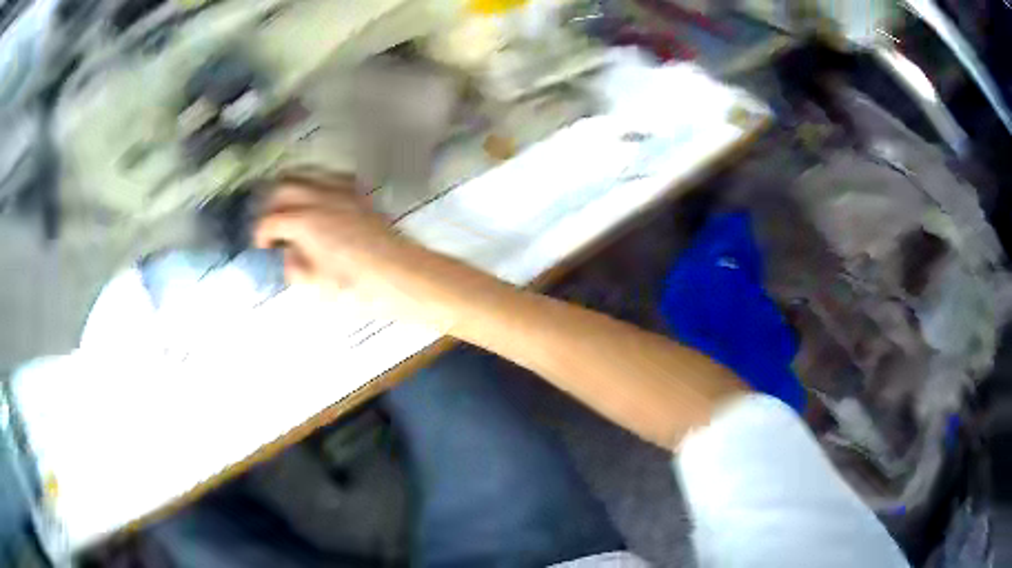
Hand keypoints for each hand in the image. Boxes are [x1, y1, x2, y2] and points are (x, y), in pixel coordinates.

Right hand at [254, 174, 440, 319]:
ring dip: (291, 186)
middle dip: (270, 204)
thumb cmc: (357, 286)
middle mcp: (320, 198)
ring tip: (287, 203)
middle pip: (284, 187)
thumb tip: (288, 254)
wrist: (400, 275)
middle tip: (270, 222)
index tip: (262, 246)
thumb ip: (294, 267)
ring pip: (307, 174)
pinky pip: (332, 177)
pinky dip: (318, 182)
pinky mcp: (358, 194)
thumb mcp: (316, 285)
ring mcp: (341, 192)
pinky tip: (318, 197)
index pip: (270, 220)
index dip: (261, 233)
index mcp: (305, 222)